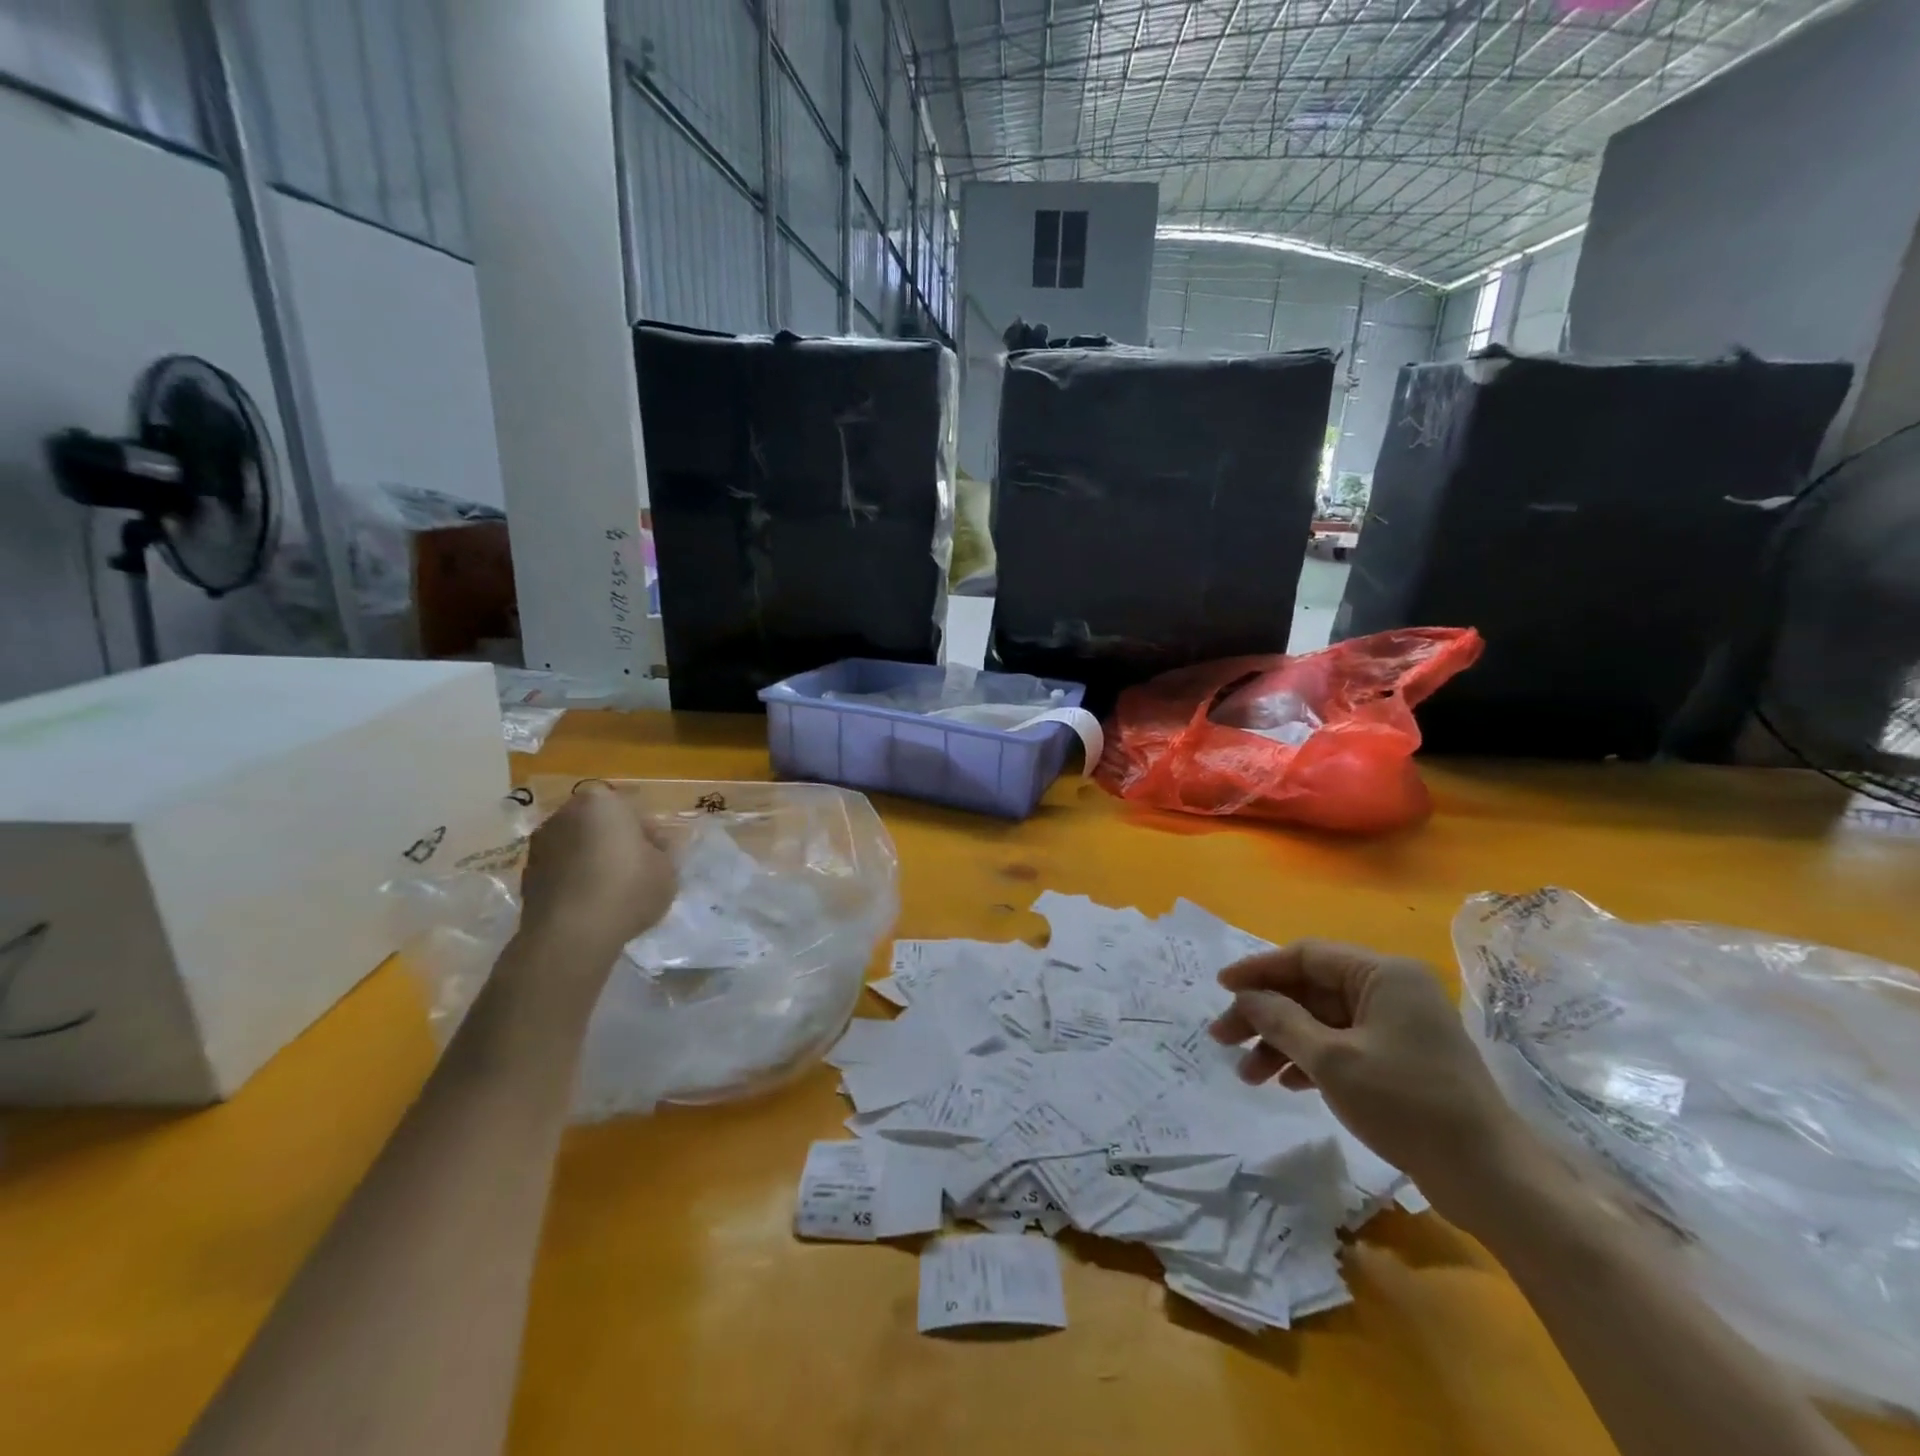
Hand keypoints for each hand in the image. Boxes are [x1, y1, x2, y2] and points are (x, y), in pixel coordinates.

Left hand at [517, 783, 676, 961]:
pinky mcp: (526, 875)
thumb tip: (653, 849)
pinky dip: (574, 880)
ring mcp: (540, 844)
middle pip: (599, 824)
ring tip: (611, 891)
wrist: (571, 935)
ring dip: (592, 860)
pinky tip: (590, 904)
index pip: (632, 809)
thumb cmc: (628, 889)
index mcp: (601, 801)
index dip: (648, 833)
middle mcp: (565, 814)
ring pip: (577, 846)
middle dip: (615, 842)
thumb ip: (661, 852)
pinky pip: (561, 870)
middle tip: (636, 870)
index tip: (657, 855)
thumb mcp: (666, 870)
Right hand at [1208, 940, 1524, 1216]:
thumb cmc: (1407, 1105)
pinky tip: (1285, 1083)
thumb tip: (1246, 997)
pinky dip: (1310, 1059)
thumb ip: (1281, 1020)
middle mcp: (1391, 990)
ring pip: (1322, 1020)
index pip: (1306, 956)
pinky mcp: (1402, 1059)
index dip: (1258, 970)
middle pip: (1310, 990)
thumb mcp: (1332, 1060)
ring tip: (1247, 1075)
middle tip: (1222, 1038)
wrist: (1491, 1179)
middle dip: (1264, 1014)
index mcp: (1382, 974)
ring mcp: (1398, 1026)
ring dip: (1281, 1042)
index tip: (1219, 987)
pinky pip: (1342, 1044)